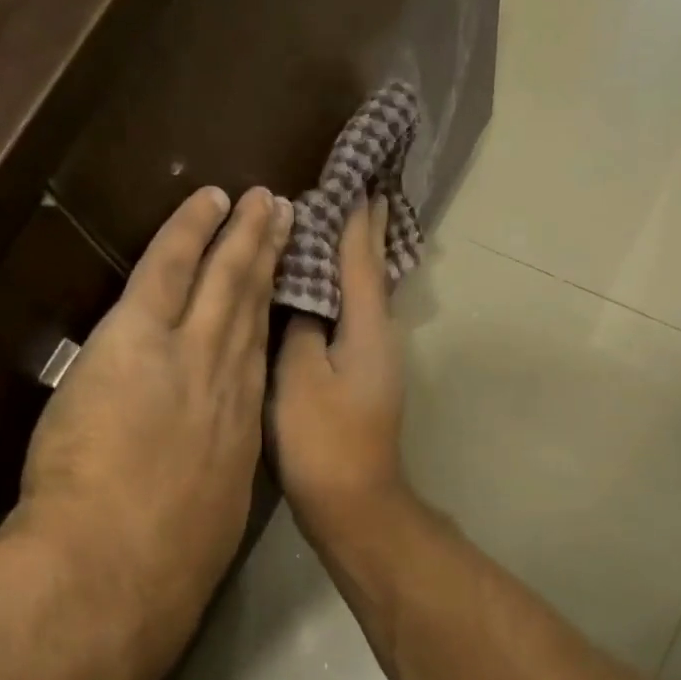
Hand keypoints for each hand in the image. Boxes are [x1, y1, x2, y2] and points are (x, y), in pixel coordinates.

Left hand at [11, 185, 294, 654]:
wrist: (123, 564)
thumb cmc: (164, 562)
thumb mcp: (207, 523)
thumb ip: (208, 486)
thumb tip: (205, 476)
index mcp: (241, 430)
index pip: (258, 360)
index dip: (271, 320)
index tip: (282, 292)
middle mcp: (230, 383)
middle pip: (254, 310)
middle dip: (271, 262)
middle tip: (288, 219)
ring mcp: (191, 355)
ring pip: (224, 282)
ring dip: (243, 238)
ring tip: (262, 202)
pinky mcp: (141, 338)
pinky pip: (169, 268)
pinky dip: (190, 231)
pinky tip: (207, 201)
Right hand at [271, 196, 409, 544]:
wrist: (353, 502)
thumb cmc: (324, 440)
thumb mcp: (300, 376)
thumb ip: (301, 327)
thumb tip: (305, 297)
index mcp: (368, 326)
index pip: (360, 257)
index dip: (355, 216)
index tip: (355, 177)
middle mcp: (379, 336)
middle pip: (370, 272)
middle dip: (364, 232)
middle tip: (357, 190)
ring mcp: (373, 360)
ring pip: (361, 295)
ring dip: (351, 260)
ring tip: (336, 226)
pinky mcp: (360, 380)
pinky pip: (350, 320)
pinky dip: (340, 295)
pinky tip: (322, 292)